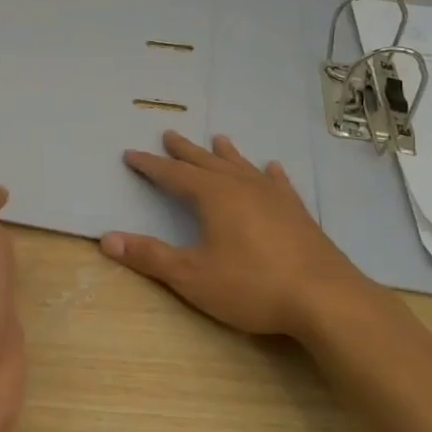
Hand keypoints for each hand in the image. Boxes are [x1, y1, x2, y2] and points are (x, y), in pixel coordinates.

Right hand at [100, 131, 379, 340]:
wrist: (324, 297)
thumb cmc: (251, 286)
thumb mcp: (191, 276)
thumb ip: (150, 256)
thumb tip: (107, 239)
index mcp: (213, 196)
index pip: (173, 175)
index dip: (150, 166)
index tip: (132, 154)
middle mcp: (242, 186)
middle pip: (207, 162)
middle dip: (185, 151)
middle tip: (170, 133)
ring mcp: (274, 196)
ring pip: (242, 166)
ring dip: (226, 154)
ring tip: (218, 138)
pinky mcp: (297, 212)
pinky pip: (278, 183)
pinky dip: (269, 173)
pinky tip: (272, 168)